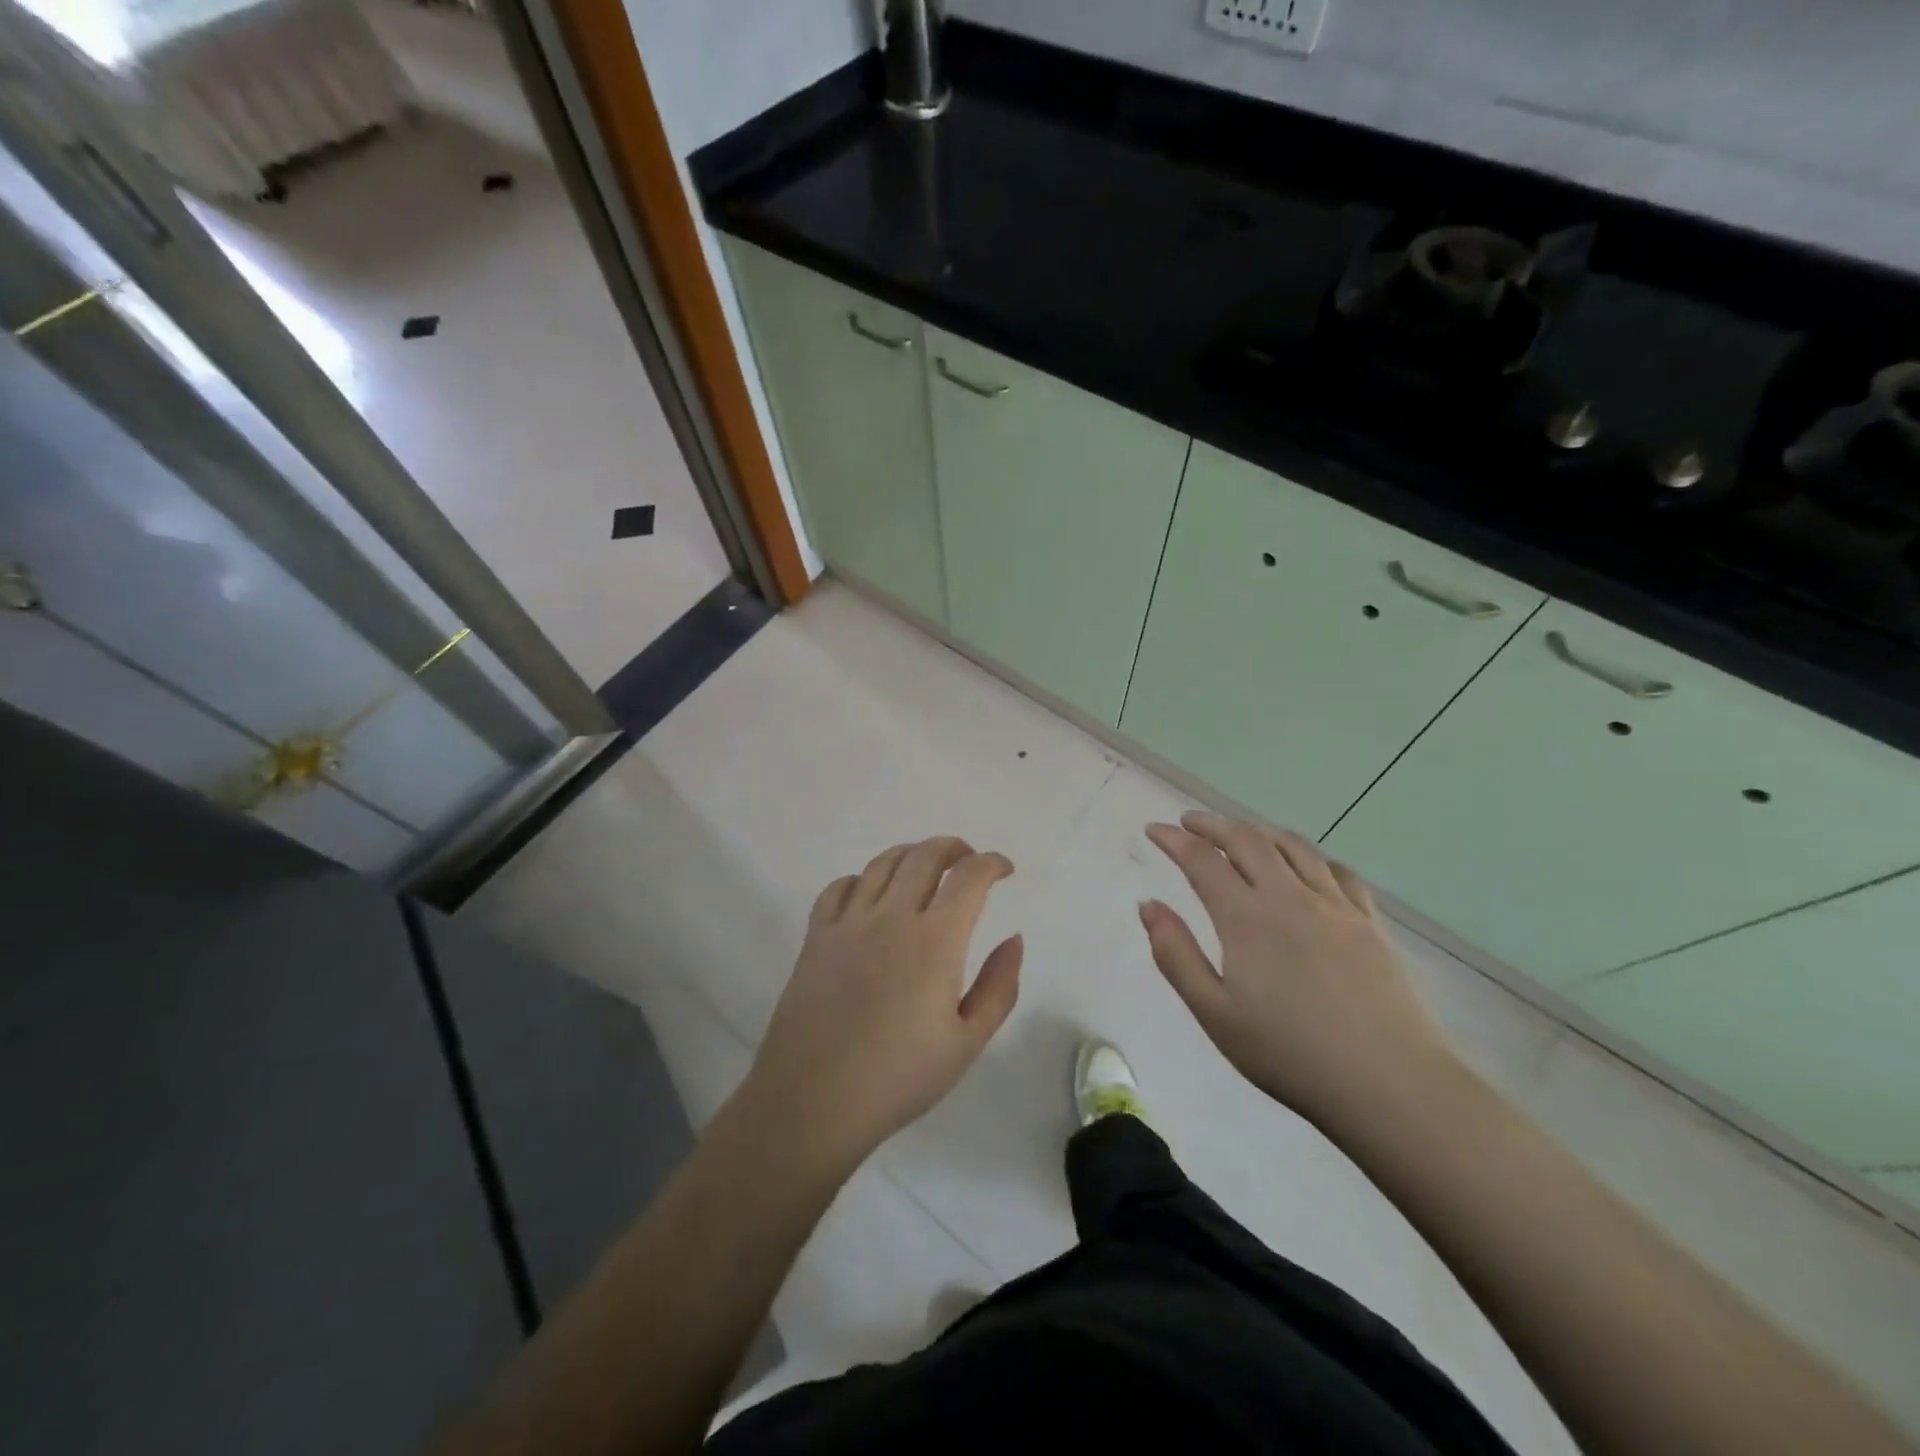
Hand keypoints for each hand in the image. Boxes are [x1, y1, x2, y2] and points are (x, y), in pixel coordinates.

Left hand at [745, 837, 1023, 1171]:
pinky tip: (870, 893)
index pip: (969, 877)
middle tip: (967, 859)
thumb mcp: (967, 1042)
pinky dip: (862, 879)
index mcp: (936, 940)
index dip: (991, 863)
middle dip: (953, 847)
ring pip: (882, 864)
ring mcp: (849, 923)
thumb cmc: (899, 1077)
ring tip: (924, 866)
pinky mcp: (816, 936)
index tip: (1004, 870)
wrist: (814, 1101)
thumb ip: (998, 987)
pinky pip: (839, 888)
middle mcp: (892, 917)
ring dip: (911, 854)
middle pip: (924, 856)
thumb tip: (1014, 939)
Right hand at [1141, 811, 1459, 1130]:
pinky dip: (1311, 856)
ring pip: (1293, 847)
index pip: (1202, 860)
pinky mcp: (1370, 923)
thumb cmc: (1289, 1054)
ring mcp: (1335, 906)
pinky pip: (1338, 871)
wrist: (1390, 1084)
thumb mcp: (1214, 1013)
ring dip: (1259, 832)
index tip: (1154, 829)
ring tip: (1241, 834)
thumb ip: (1175, 954)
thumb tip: (1149, 905)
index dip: (1174, 840)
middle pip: (1247, 840)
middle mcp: (1289, 897)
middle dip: (1212, 825)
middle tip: (1189, 822)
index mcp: (1246, 918)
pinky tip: (1307, 866)